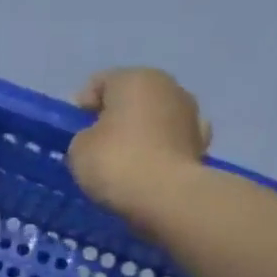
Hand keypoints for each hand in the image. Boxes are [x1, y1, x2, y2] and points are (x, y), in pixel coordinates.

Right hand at [68, 68, 210, 230]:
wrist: (167, 198)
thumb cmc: (116, 162)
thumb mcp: (78, 148)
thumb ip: (84, 136)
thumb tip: (97, 139)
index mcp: (135, 78)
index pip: (99, 83)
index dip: (81, 107)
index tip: (73, 133)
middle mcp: (169, 87)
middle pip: (132, 98)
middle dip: (115, 118)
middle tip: (97, 146)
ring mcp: (192, 116)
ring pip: (155, 120)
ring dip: (141, 134)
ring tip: (124, 162)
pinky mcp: (203, 146)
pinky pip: (171, 144)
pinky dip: (160, 152)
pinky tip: (149, 171)